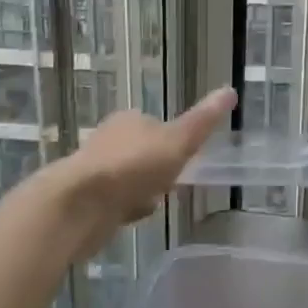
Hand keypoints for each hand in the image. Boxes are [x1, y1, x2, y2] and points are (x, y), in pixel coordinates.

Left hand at [21, 86, 235, 256]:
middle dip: (156, 167)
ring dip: (141, 189)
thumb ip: (203, 121)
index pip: (156, 125)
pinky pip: (113, 201)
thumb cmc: (132, 168)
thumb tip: (230, 89)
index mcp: (129, 120)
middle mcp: (107, 139)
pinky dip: (124, 207)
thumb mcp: (178, 141)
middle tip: (173, 183)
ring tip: (155, 202)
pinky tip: (133, 217)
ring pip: (127, 177)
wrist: (77, 207)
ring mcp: (92, 170)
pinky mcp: (82, 200)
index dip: (173, 141)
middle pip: (141, 151)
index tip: (185, 158)